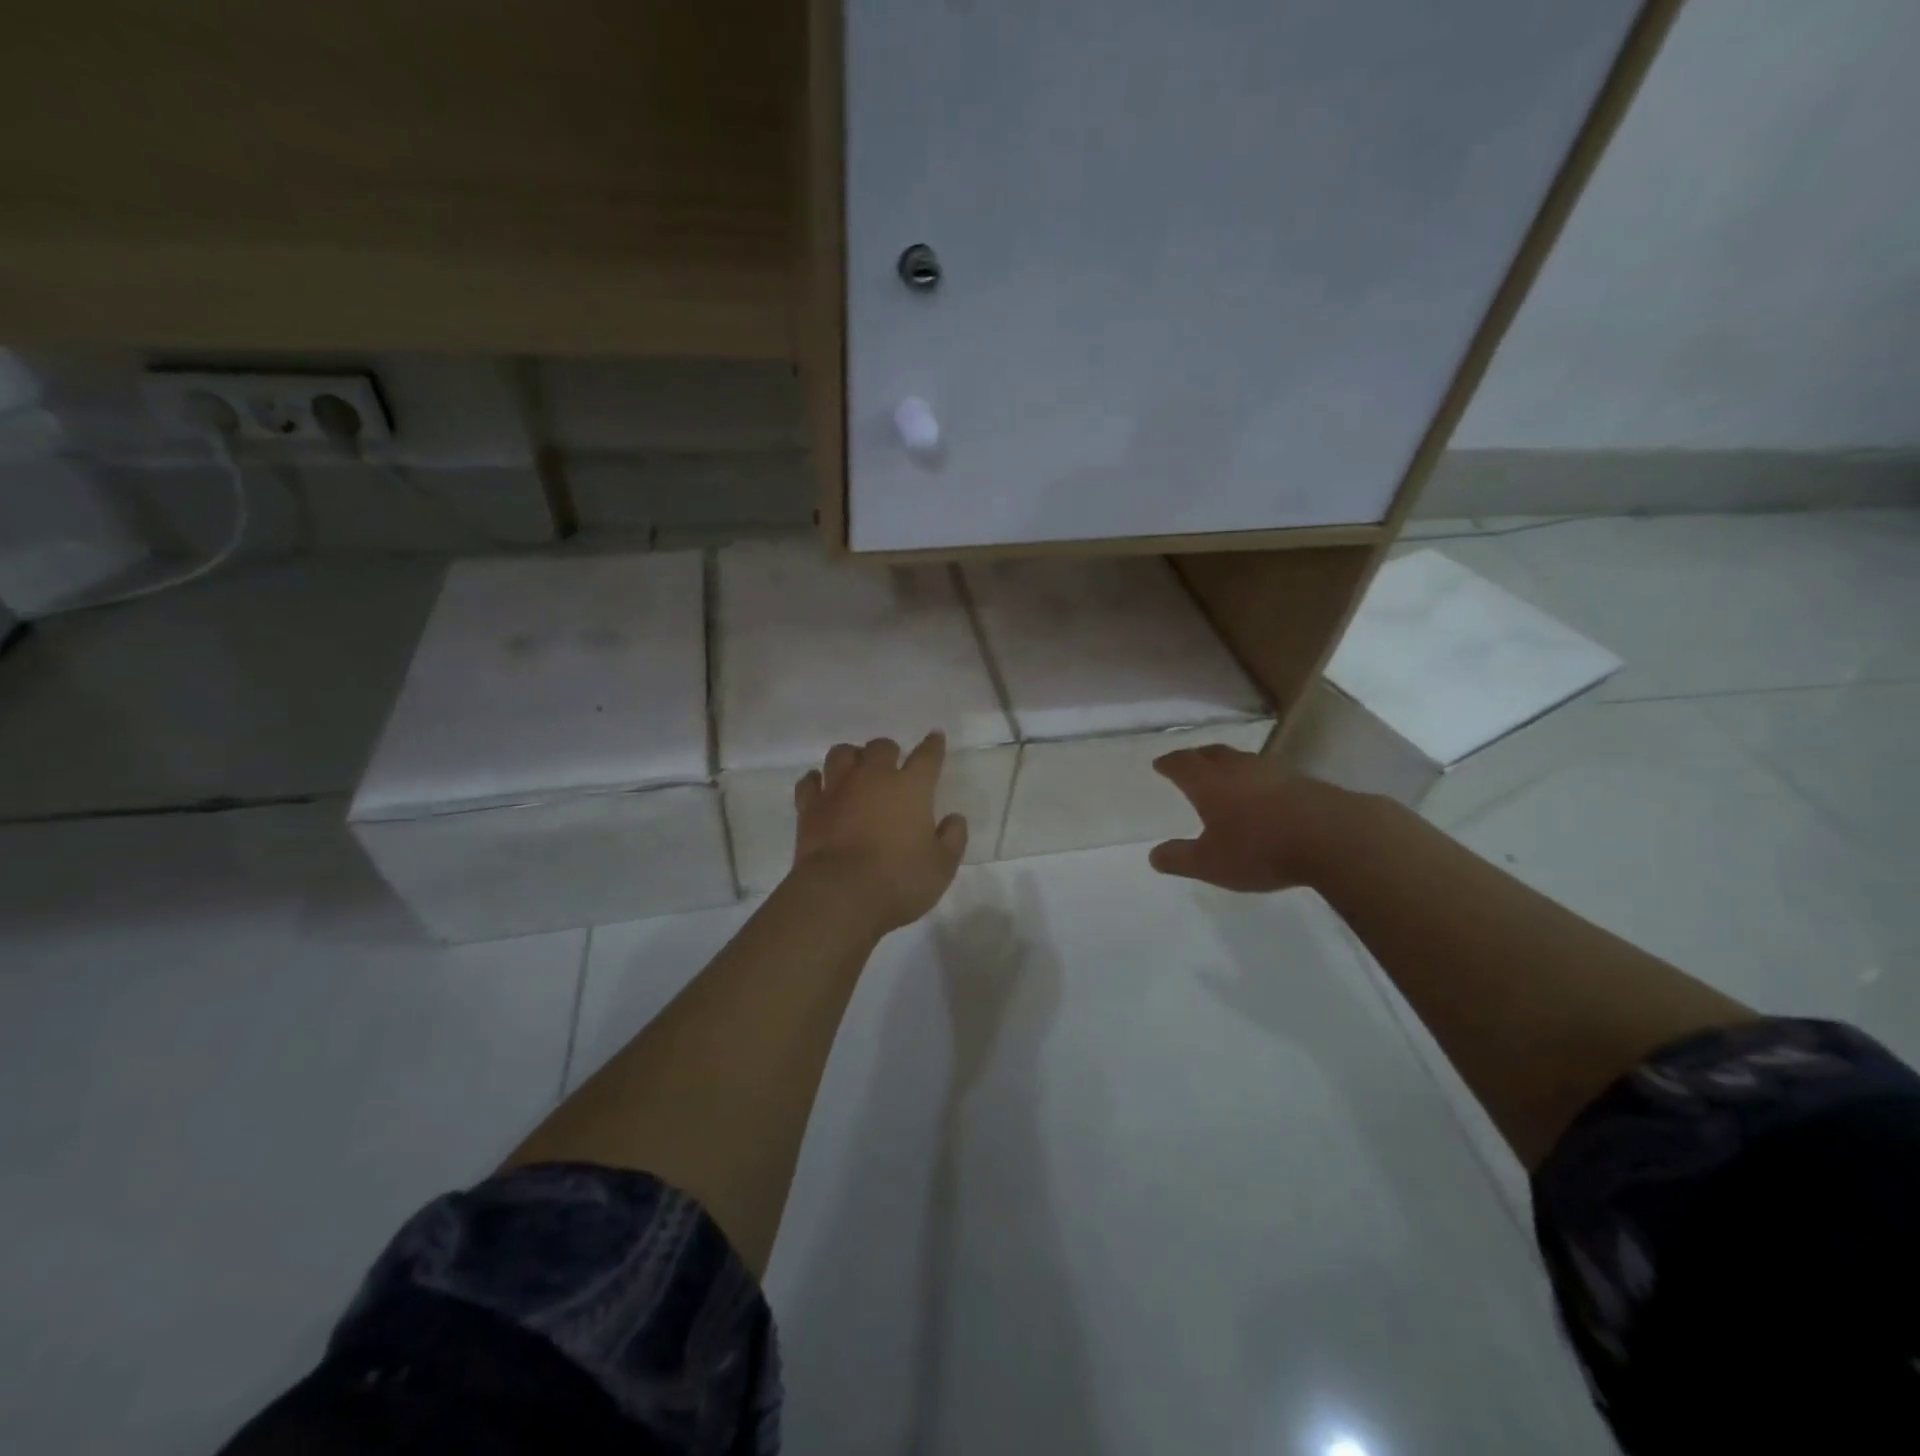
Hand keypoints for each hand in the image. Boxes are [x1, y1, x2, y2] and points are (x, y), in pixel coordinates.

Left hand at [791, 732, 968, 934]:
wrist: (839, 895)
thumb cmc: (898, 881)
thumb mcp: (941, 867)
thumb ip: (952, 839)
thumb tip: (954, 819)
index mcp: (911, 787)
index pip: (927, 756)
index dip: (933, 745)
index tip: (935, 737)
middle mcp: (873, 778)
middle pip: (881, 747)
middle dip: (888, 751)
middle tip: (891, 765)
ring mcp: (837, 789)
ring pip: (841, 754)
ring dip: (851, 757)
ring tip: (856, 770)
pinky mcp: (810, 807)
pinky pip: (810, 782)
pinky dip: (816, 781)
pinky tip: (821, 787)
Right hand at [1149, 745, 1347, 892]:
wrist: (1334, 837)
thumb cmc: (1261, 849)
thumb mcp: (1211, 864)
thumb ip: (1180, 859)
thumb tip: (1154, 855)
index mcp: (1210, 783)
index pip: (1182, 764)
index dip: (1168, 763)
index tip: (1159, 764)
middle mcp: (1238, 768)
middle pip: (1212, 753)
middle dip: (1196, 757)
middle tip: (1188, 762)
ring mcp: (1273, 771)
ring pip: (1242, 760)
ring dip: (1228, 764)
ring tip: (1223, 775)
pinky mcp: (1302, 781)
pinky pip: (1268, 773)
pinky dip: (1256, 778)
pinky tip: (1262, 792)